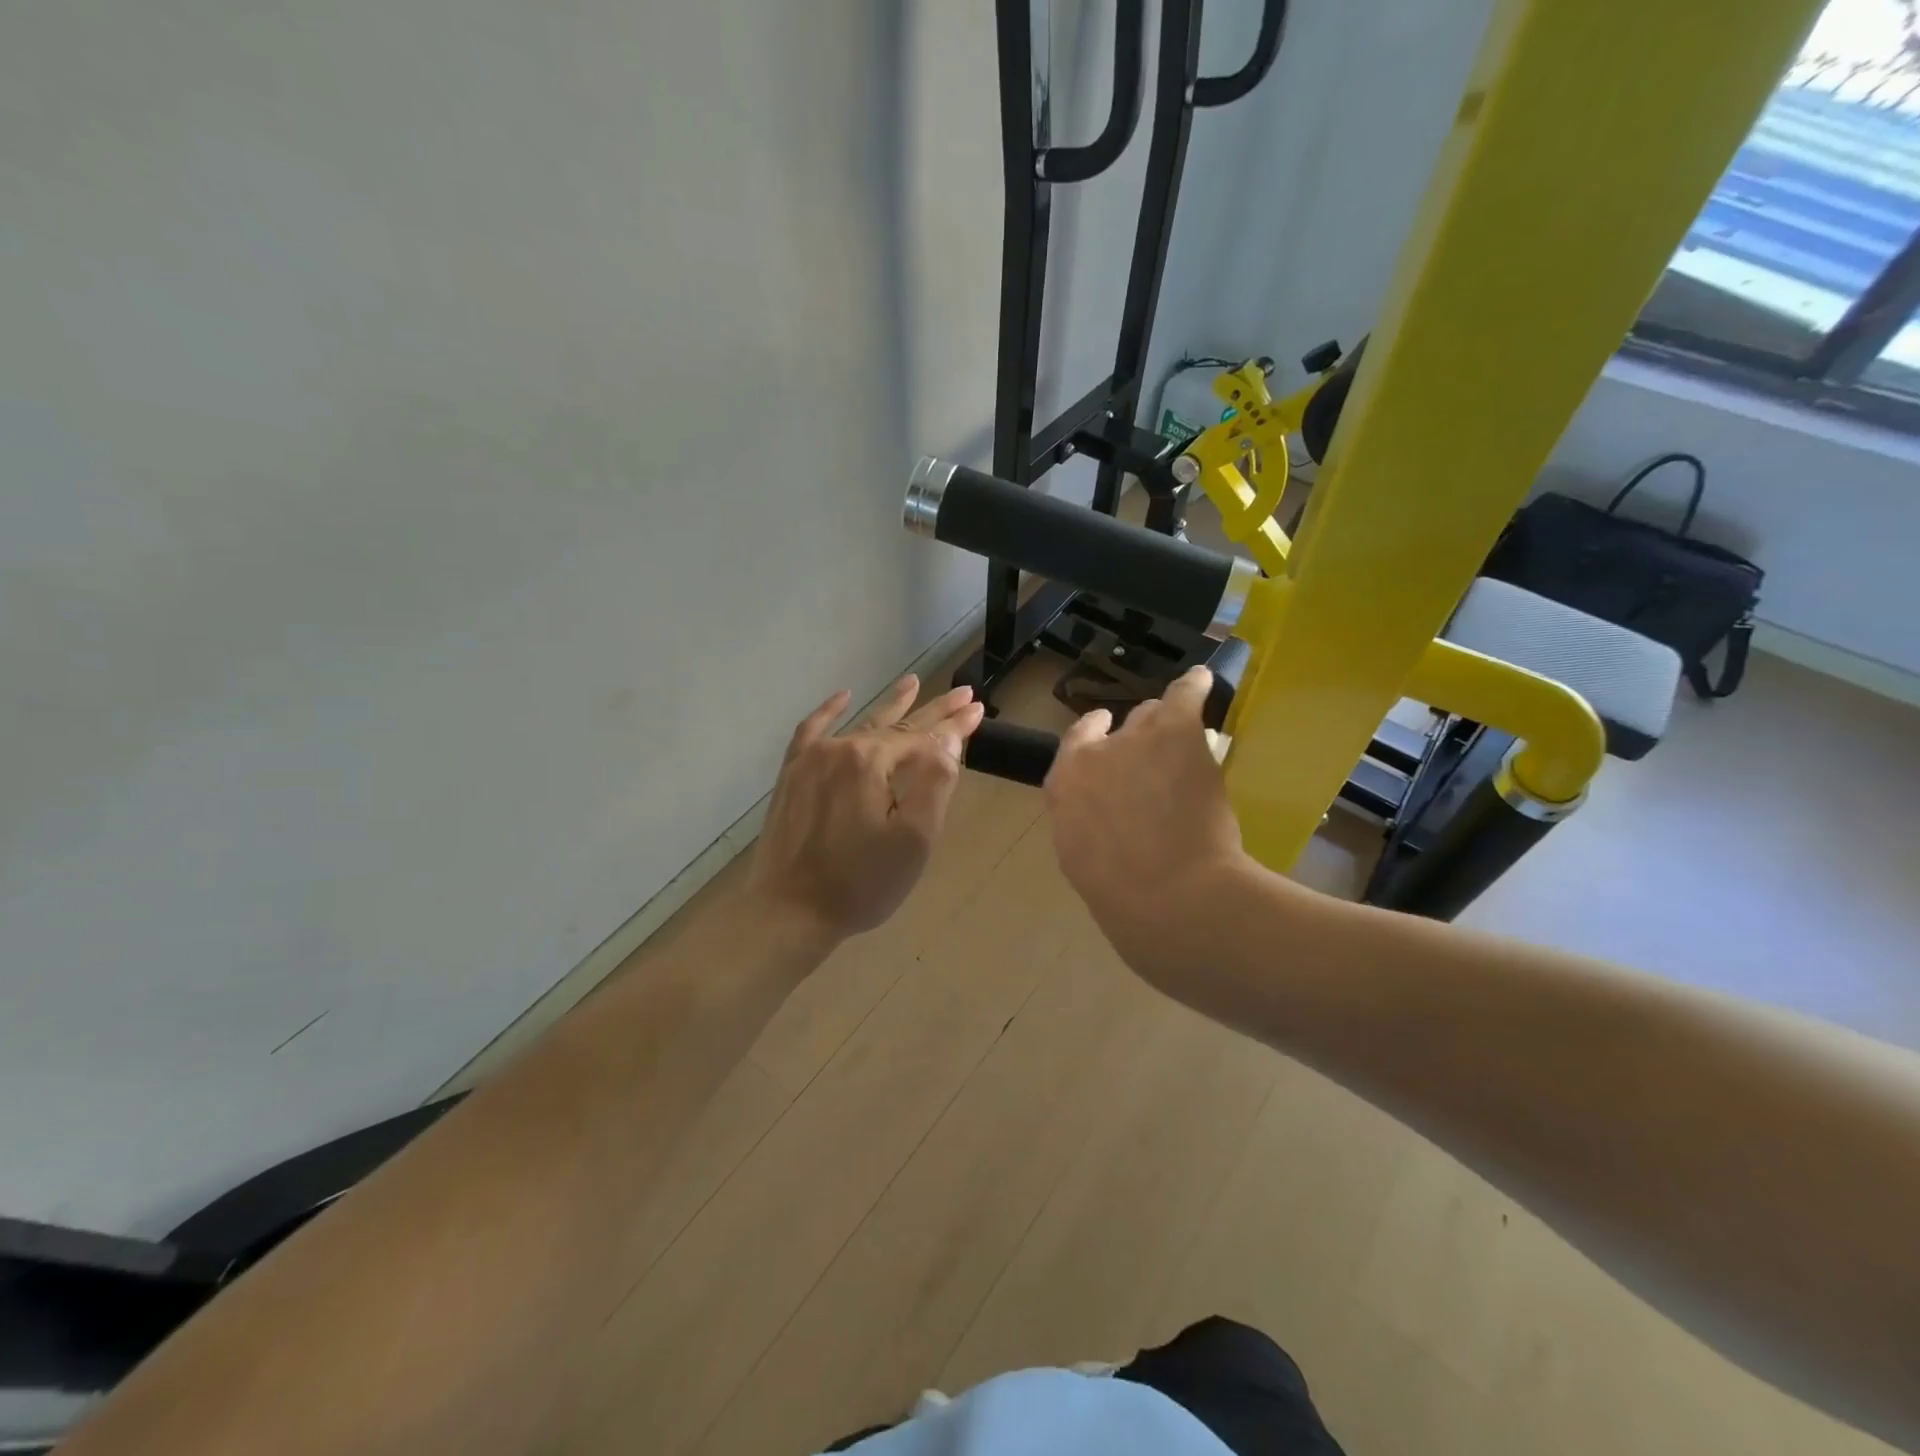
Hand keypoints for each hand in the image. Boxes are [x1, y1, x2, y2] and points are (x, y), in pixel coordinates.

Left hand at [752, 675, 984, 940]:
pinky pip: (812, 731)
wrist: (790, 911)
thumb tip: (948, 737)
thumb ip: (935, 781)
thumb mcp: (914, 839)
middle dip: (932, 710)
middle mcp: (842, 748)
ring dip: (891, 706)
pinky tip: (844, 696)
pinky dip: (829, 712)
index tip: (978, 709)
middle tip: (962, 693)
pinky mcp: (792, 775)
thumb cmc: (862, 883)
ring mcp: (812, 760)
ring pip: (861, 724)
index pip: (924, 736)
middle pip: (896, 725)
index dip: (954, 725)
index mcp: (872, 762)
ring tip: (913, 683)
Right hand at [1045, 666, 1253, 986]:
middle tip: (1158, 766)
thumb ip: (1085, 823)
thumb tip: (1099, 819)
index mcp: (1064, 786)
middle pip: (1118, 732)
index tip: (1106, 741)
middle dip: (1136, 742)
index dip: (1094, 741)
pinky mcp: (1175, 731)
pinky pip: (1185, 693)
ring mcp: (1134, 738)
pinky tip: (1203, 680)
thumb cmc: (1122, 895)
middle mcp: (1093, 755)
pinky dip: (1195, 686)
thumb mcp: (1082, 858)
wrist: (1167, 895)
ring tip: (1186, 748)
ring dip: (1165, 730)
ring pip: (1152, 717)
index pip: (1076, 746)